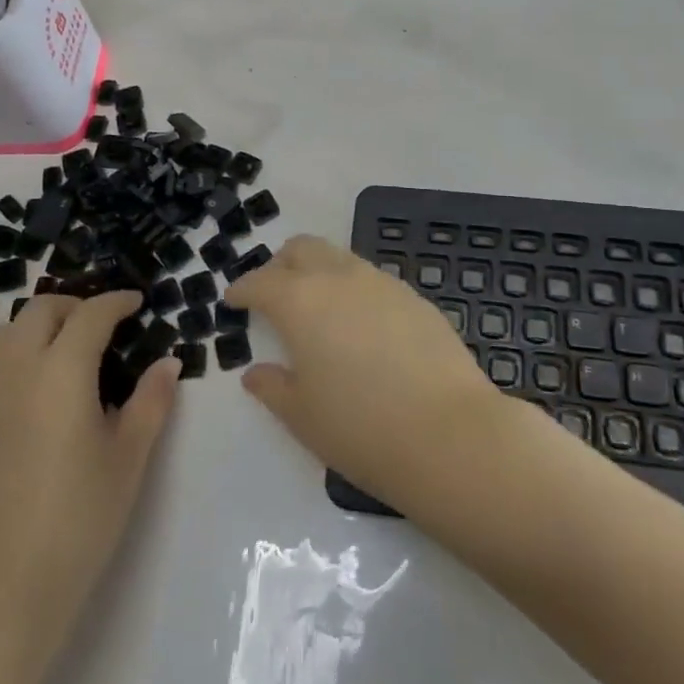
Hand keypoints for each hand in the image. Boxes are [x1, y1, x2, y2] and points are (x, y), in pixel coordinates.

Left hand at [0, 291, 179, 652]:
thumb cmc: (78, 521)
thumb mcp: (129, 459)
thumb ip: (151, 401)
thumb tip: (166, 362)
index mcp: (60, 373)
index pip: (91, 315)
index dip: (116, 302)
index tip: (135, 303)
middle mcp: (13, 372)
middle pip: (39, 311)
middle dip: (74, 306)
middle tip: (101, 326)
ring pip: (5, 337)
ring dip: (38, 330)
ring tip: (64, 356)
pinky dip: (13, 365)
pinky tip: (31, 404)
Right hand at [227, 235, 504, 511]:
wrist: (449, 434)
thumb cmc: (360, 428)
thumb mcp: (302, 416)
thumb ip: (273, 387)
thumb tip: (256, 373)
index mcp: (300, 301)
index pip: (260, 282)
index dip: (242, 289)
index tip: (233, 300)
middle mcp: (339, 278)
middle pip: (302, 249)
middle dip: (280, 266)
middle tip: (274, 295)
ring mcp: (382, 283)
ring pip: (340, 258)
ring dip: (320, 273)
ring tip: (319, 311)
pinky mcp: (415, 297)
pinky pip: (373, 280)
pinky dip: (355, 291)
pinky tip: (362, 327)